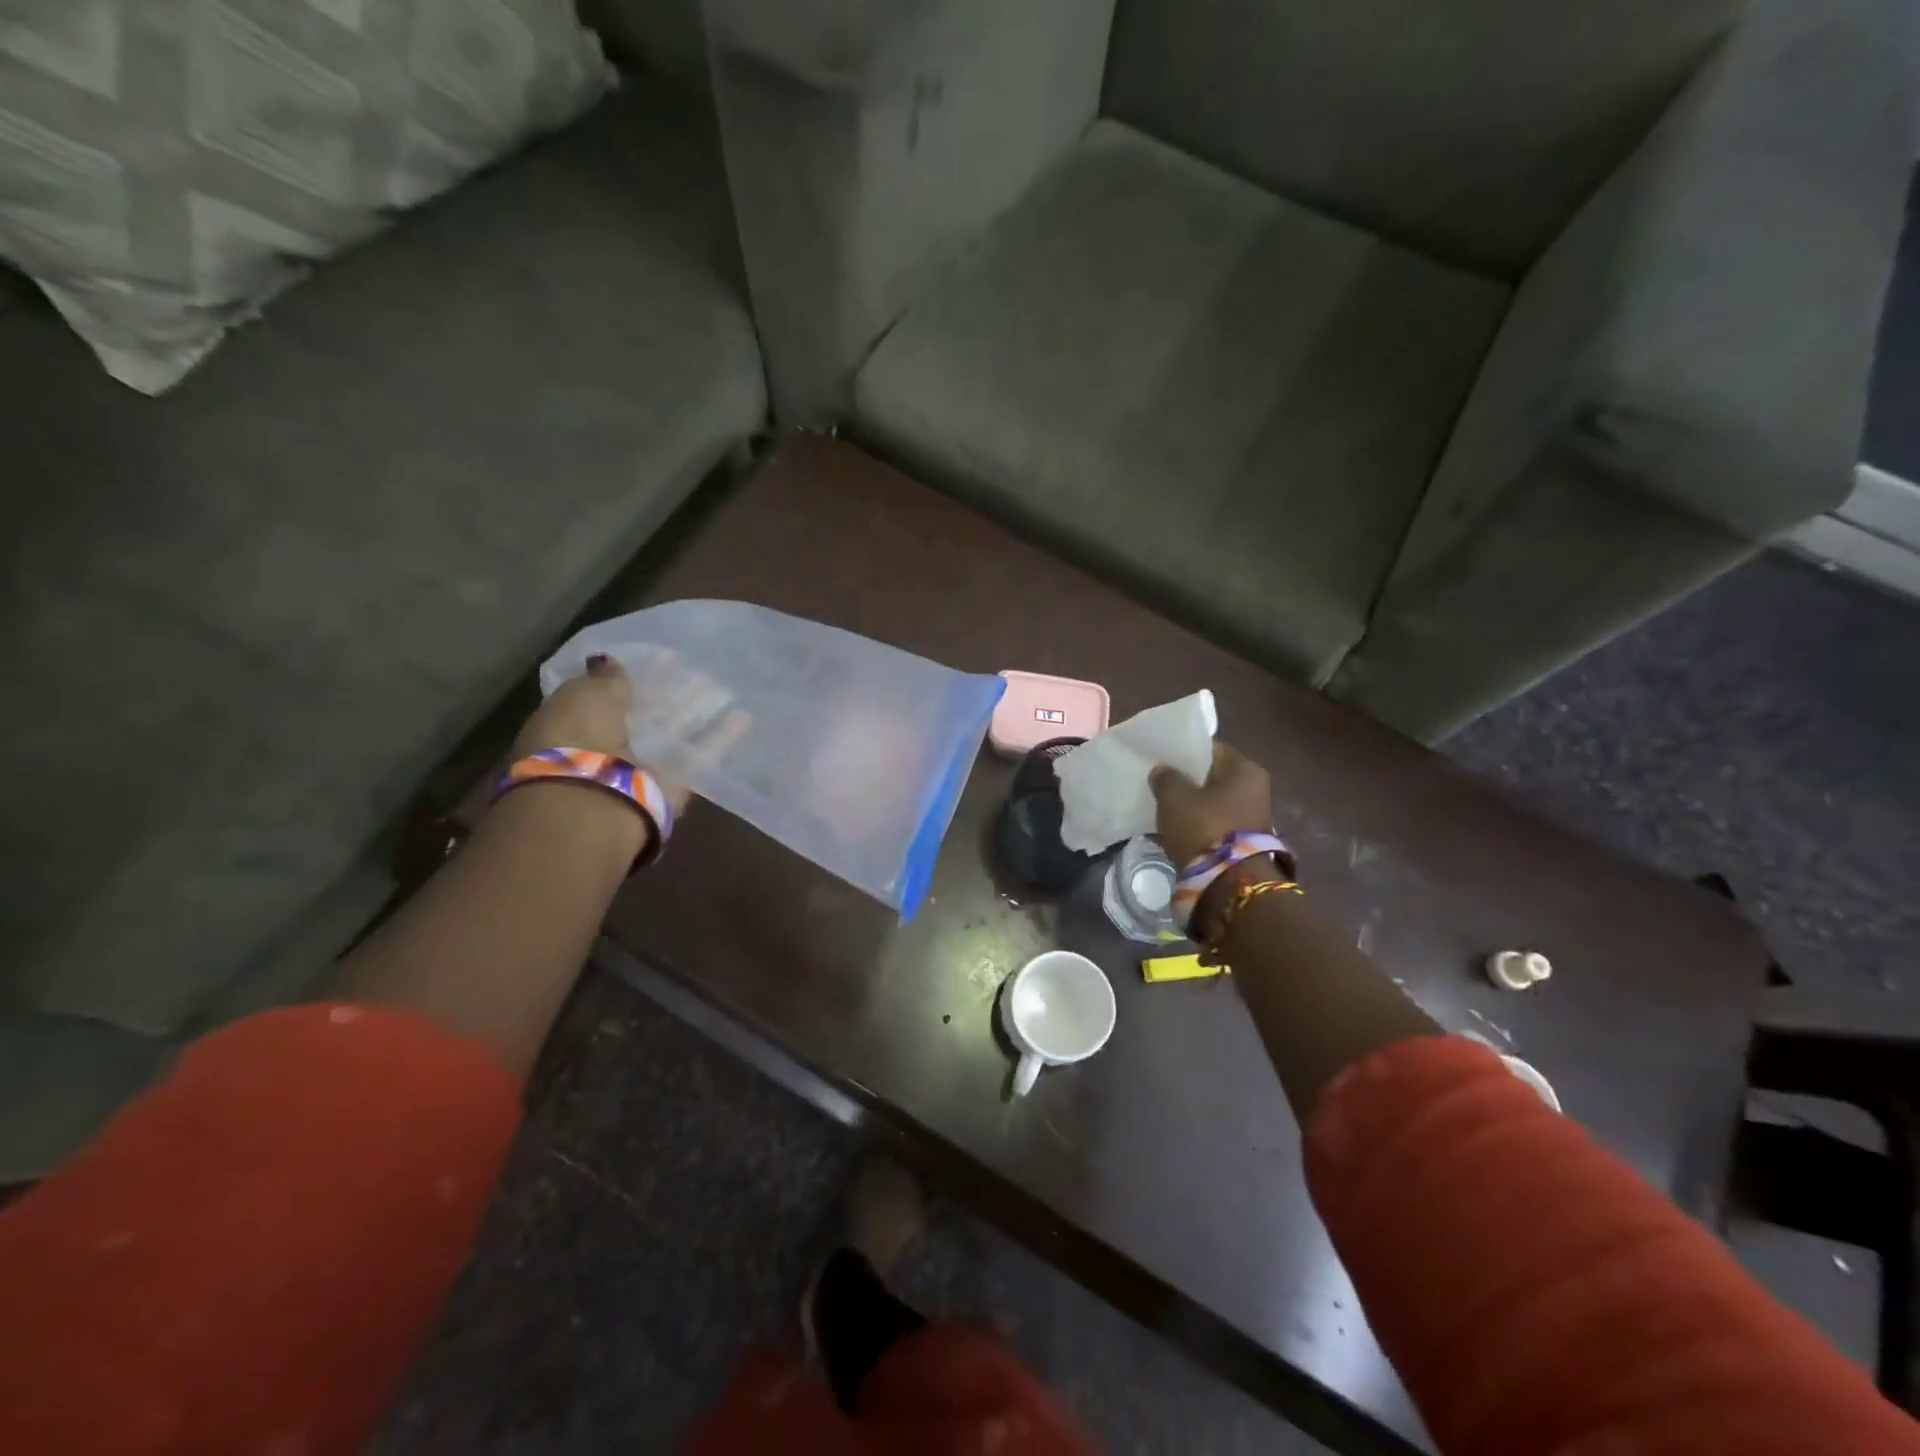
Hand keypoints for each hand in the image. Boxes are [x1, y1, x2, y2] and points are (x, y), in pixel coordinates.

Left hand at [510, 655, 745, 819]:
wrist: (595, 803)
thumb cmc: (578, 739)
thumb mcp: (584, 695)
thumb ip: (605, 679)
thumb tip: (610, 661)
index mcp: (577, 723)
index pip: (609, 694)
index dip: (635, 675)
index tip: (665, 656)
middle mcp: (610, 746)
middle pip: (646, 714)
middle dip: (671, 692)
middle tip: (699, 672)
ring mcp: (644, 766)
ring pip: (676, 731)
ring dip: (699, 710)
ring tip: (724, 688)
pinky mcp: (676, 784)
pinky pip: (701, 754)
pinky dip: (721, 736)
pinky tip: (744, 716)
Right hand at [1149, 741, 1273, 867]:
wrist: (1229, 883)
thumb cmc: (1203, 827)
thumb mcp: (1174, 797)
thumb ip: (1166, 778)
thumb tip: (1164, 771)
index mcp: (1245, 769)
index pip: (1212, 749)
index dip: (1187, 753)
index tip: (1165, 761)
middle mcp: (1257, 788)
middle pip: (1216, 777)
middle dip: (1191, 781)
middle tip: (1163, 785)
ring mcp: (1255, 817)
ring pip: (1216, 802)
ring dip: (1195, 805)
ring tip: (1167, 810)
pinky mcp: (1247, 842)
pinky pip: (1218, 824)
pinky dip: (1201, 825)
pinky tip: (1180, 830)